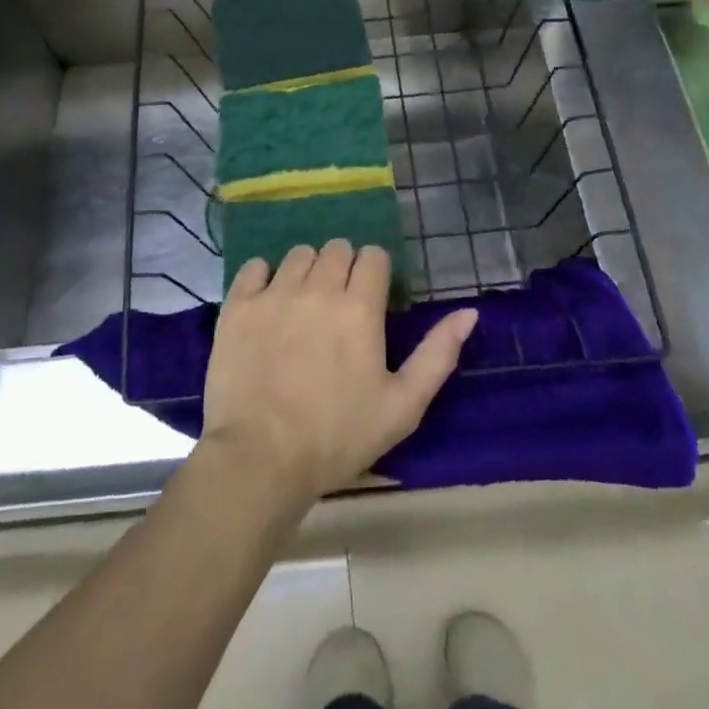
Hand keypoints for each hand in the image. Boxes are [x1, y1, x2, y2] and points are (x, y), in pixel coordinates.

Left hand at [200, 240, 478, 507]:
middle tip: (338, 305)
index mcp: (360, 308)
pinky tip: (268, 303)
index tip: (370, 299)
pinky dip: (264, 277)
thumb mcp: (402, 406)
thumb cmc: (338, 437)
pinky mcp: (239, 305)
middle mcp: (318, 288)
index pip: (373, 256)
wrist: (260, 459)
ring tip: (304, 304)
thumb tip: (469, 312)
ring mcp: (274, 293)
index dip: (375, 273)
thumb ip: (438, 354)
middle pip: (337, 248)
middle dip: (343, 268)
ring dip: (307, 270)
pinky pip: (254, 267)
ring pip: (298, 254)